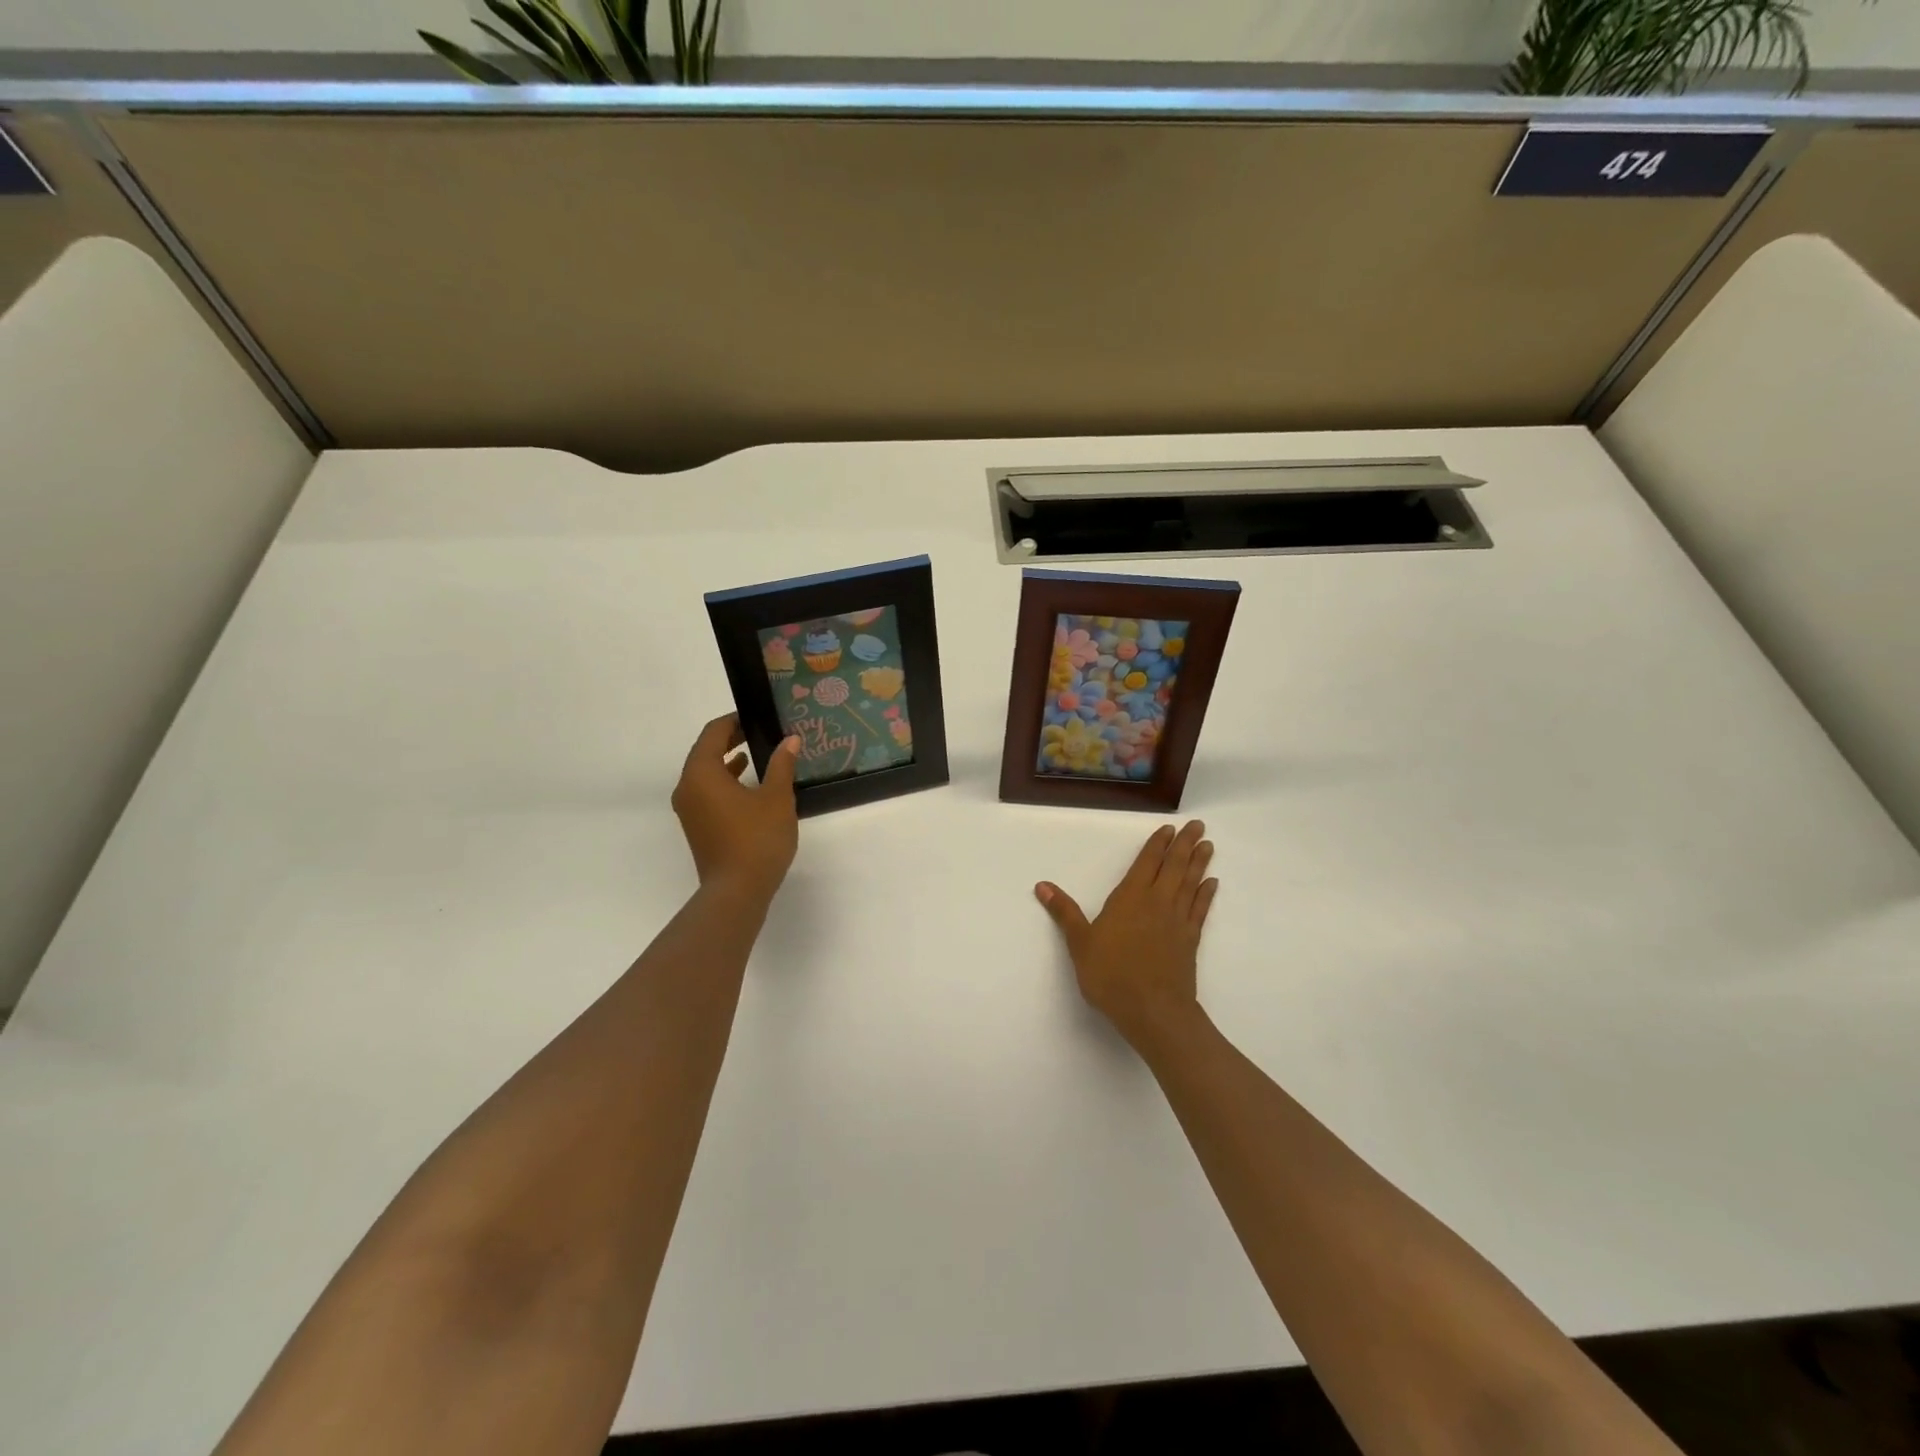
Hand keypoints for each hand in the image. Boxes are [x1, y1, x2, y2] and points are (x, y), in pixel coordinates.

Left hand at [672, 714, 799, 902]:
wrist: (737, 891)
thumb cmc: (757, 839)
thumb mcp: (776, 797)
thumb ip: (782, 764)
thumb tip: (790, 740)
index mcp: (701, 773)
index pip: (713, 733)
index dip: (734, 720)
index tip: (758, 716)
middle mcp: (687, 787)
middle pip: (705, 751)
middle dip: (731, 738)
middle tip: (760, 731)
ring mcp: (689, 809)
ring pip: (705, 773)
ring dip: (727, 760)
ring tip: (757, 752)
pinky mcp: (696, 826)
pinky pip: (707, 791)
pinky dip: (725, 781)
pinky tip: (748, 784)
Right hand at [1036, 820, 1218, 1051]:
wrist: (1153, 1011)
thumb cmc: (1111, 975)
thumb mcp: (1080, 943)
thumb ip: (1064, 913)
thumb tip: (1042, 886)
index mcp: (1130, 898)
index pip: (1146, 863)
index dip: (1158, 845)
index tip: (1169, 829)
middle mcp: (1157, 902)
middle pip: (1174, 867)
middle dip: (1185, 845)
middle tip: (1198, 825)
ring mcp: (1177, 921)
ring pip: (1191, 884)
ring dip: (1199, 863)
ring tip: (1208, 845)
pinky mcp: (1190, 940)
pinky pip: (1200, 910)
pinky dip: (1206, 894)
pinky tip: (1212, 884)